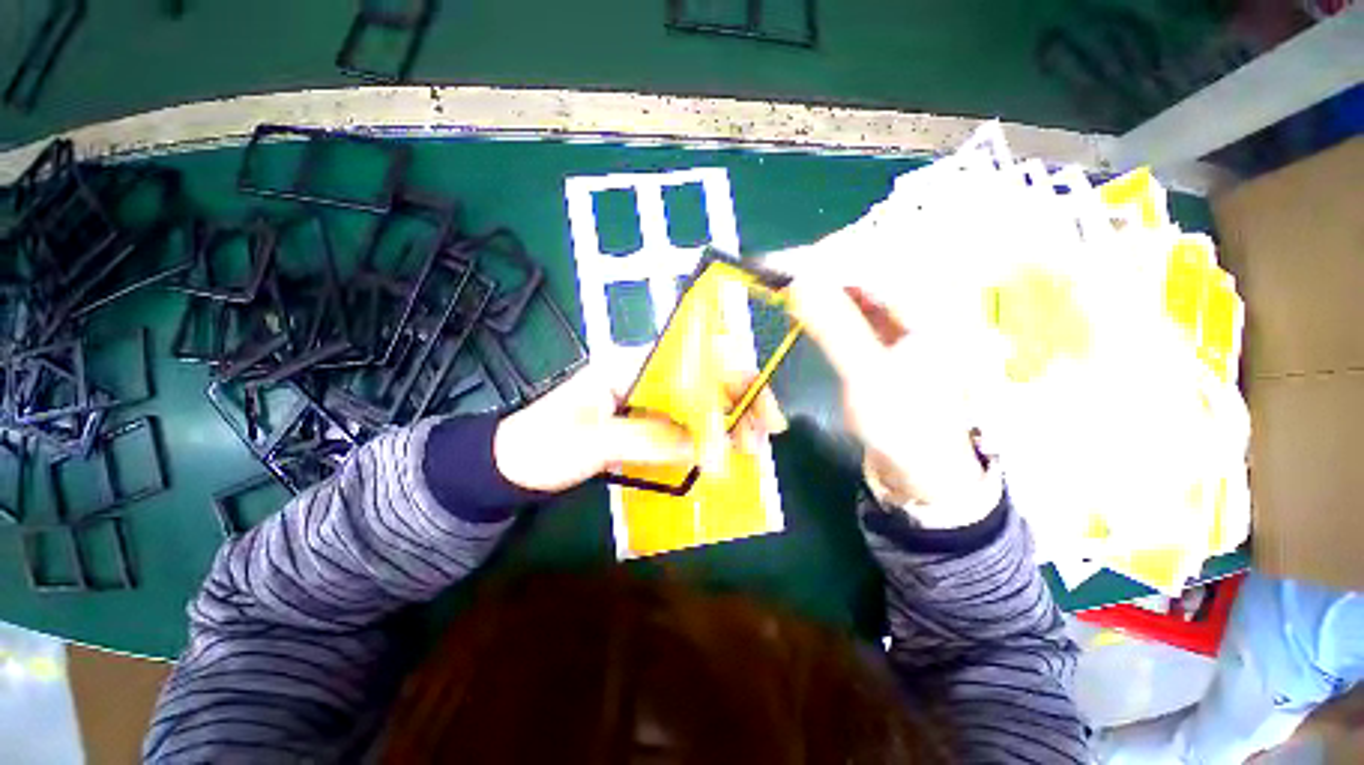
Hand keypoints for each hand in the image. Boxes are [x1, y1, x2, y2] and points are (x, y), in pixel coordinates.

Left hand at [493, 361, 787, 493]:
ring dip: (728, 419)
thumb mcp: (591, 442)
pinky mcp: (644, 419)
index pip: (691, 361)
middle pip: (702, 376)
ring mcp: (645, 397)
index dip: (729, 382)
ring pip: (698, 400)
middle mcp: (643, 373)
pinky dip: (708, 434)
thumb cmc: (542, 446)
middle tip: (762, 436)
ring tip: (750, 447)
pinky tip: (724, 448)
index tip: (755, 412)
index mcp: (629, 364)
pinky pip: (685, 421)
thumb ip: (647, 438)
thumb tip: (704, 444)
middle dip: (738, 401)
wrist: (511, 464)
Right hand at [768, 249, 996, 527]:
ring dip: (817, 283)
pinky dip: (824, 302)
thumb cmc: (903, 426)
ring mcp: (903, 313)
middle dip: (815, 267)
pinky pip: (851, 302)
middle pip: (861, 265)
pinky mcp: (886, 329)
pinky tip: (803, 307)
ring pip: (854, 283)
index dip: (819, 260)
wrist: (921, 465)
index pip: (869, 262)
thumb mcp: (868, 376)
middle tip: (772, 275)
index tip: (775, 265)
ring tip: (781, 288)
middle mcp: (920, 299)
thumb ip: (835, 327)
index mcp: (931, 305)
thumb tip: (798, 283)